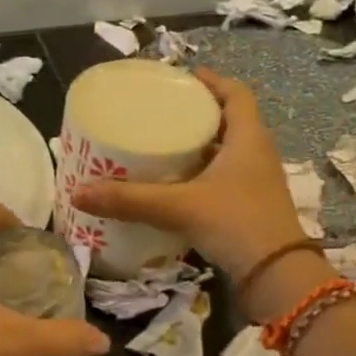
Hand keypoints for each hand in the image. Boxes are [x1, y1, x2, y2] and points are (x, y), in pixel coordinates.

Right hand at [71, 69, 308, 281]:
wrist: (276, 277)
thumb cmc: (236, 224)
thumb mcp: (179, 207)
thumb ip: (130, 200)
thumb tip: (79, 193)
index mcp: (248, 138)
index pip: (236, 94)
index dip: (212, 81)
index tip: (183, 78)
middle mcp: (255, 155)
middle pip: (229, 121)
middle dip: (197, 115)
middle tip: (161, 113)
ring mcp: (255, 184)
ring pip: (226, 153)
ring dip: (199, 147)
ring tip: (161, 146)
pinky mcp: (249, 208)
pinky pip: (222, 180)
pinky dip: (200, 177)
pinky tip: (174, 188)